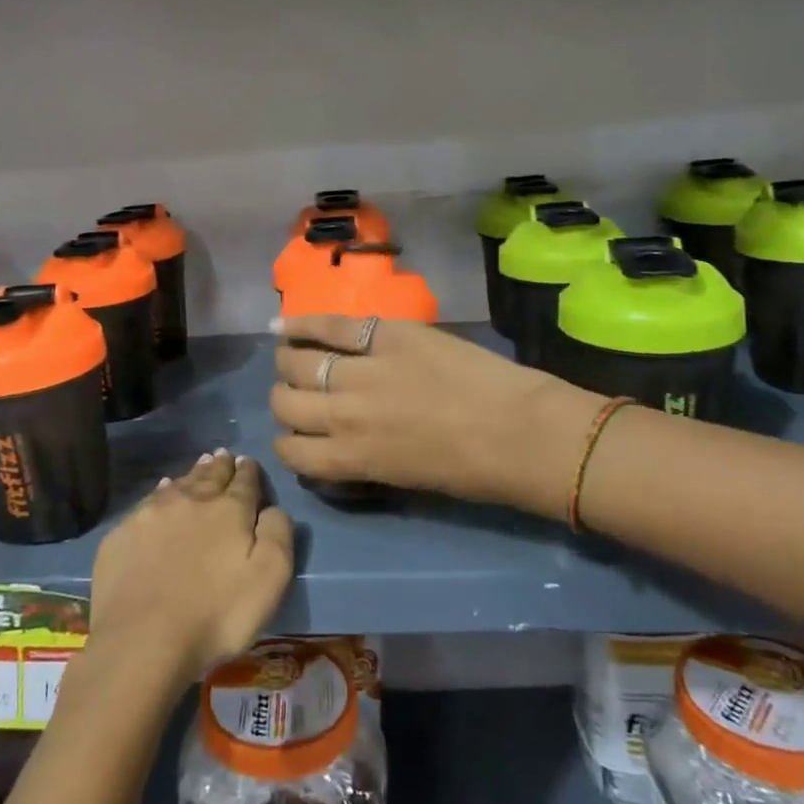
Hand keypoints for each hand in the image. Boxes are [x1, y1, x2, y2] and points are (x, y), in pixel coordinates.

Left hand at [87, 450, 294, 683]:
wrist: (142, 640)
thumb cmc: (216, 614)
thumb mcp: (269, 579)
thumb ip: (278, 534)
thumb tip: (273, 508)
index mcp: (229, 510)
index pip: (244, 482)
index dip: (249, 472)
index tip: (248, 462)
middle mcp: (191, 500)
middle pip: (209, 476)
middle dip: (220, 466)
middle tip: (224, 455)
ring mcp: (152, 514)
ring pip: (178, 484)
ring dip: (192, 474)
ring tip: (200, 465)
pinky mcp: (122, 533)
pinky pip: (148, 502)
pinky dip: (160, 493)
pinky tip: (162, 492)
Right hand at [269, 316, 601, 515]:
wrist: (520, 431)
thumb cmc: (471, 472)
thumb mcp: (404, 478)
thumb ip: (361, 459)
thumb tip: (338, 443)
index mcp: (350, 458)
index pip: (289, 450)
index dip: (288, 441)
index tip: (300, 433)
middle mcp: (343, 415)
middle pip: (285, 401)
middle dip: (286, 399)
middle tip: (303, 393)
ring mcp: (362, 370)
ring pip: (298, 362)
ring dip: (290, 362)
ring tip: (296, 357)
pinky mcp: (385, 335)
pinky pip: (331, 326)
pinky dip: (301, 324)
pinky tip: (283, 325)